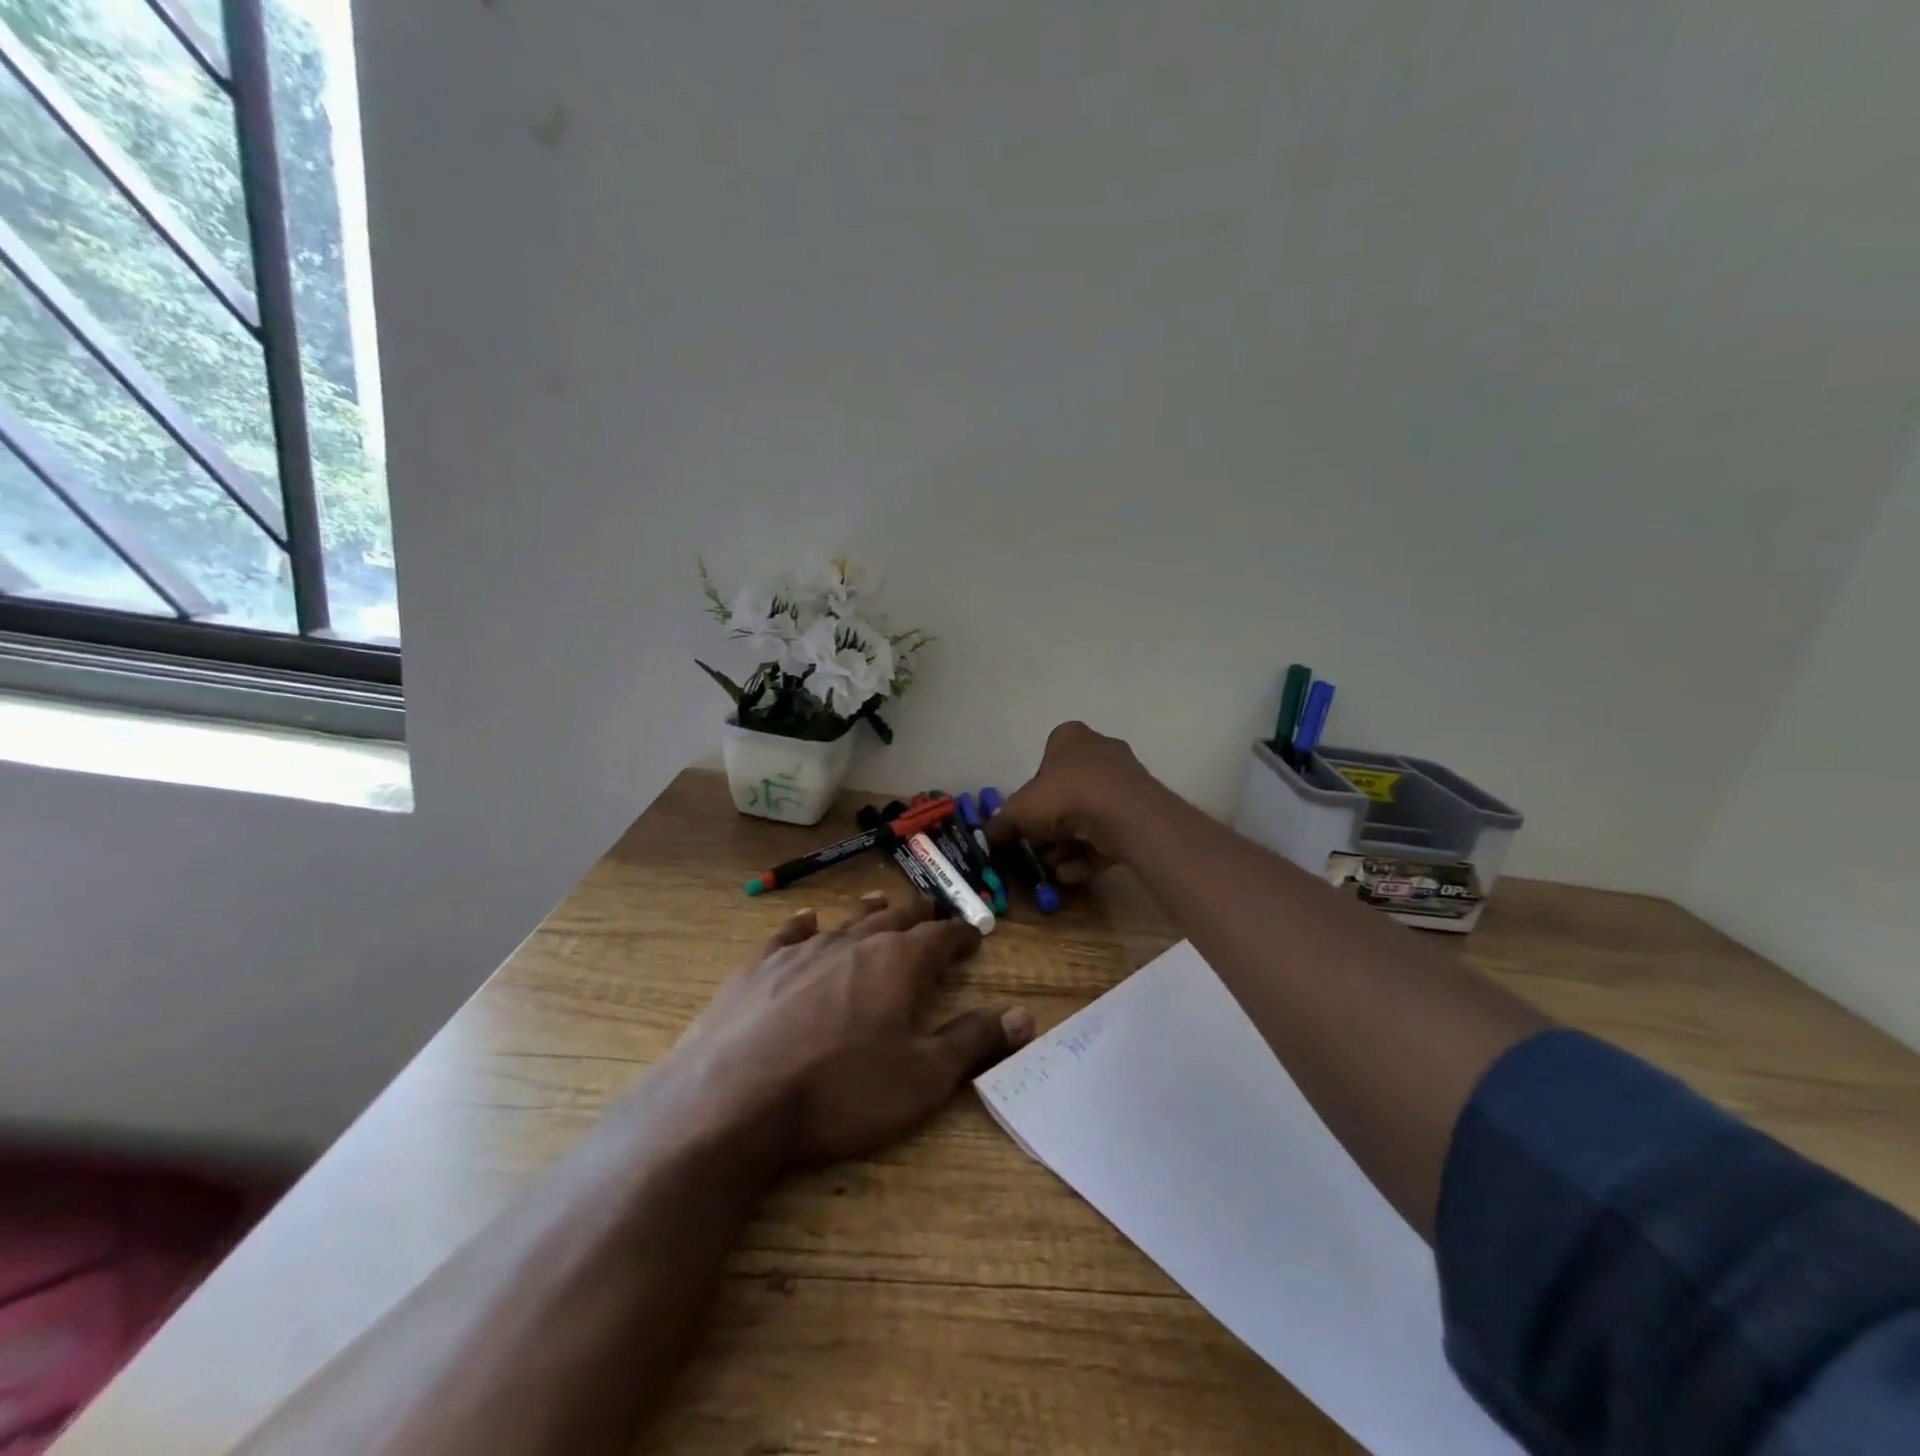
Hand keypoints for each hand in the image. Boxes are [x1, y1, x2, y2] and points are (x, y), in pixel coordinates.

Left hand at [663, 891, 1033, 1168]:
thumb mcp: (922, 1078)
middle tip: (931, 908)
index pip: (939, 937)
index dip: (960, 934)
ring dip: (867, 912)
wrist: (733, 1099)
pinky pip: (787, 934)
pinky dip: (803, 925)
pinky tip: (806, 920)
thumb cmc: (840, 1091)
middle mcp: (852, 943)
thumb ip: (973, 1041)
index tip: (975, 932)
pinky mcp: (758, 968)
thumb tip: (1024, 1014)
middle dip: (917, 914)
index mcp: (896, 963)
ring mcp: (801, 951)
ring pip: (844, 920)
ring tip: (880, 901)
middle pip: (893, 918)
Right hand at [987, 721, 1160, 884]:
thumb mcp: (1019, 812)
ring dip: (1068, 844)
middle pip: (1067, 791)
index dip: (1033, 792)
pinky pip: (1109, 831)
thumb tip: (990, 836)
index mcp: (1070, 738)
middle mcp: (1100, 751)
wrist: (1124, 815)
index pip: (1045, 761)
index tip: (1025, 818)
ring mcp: (1124, 781)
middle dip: (1051, 825)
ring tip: (1054, 867)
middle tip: (1038, 849)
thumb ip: (1001, 823)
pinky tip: (1072, 874)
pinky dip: (1090, 852)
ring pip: (1088, 815)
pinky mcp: (1140, 810)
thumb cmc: (1065, 797)